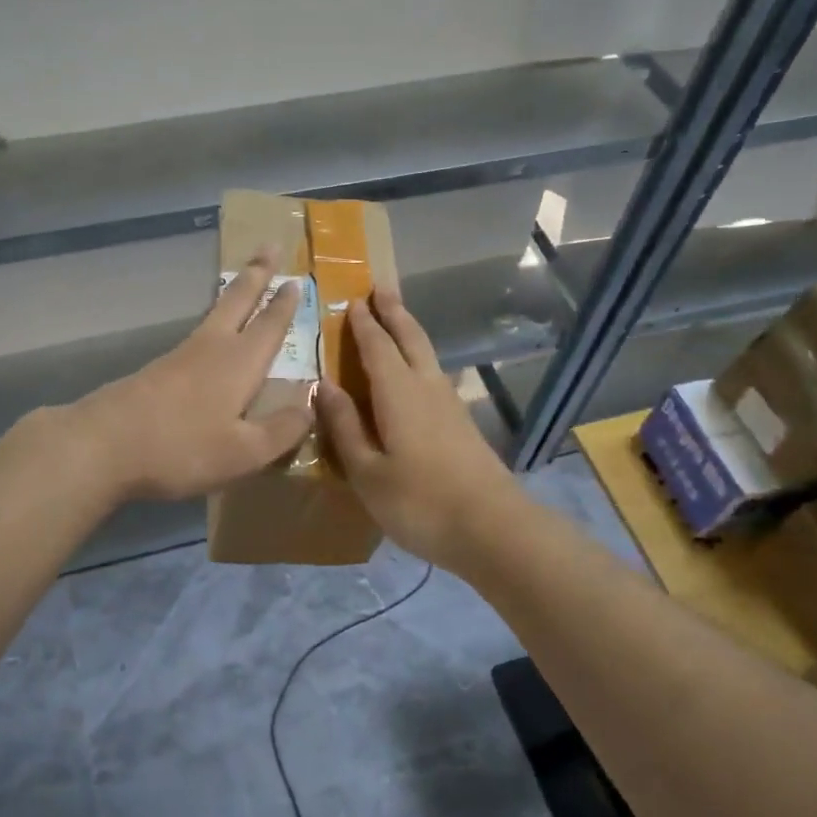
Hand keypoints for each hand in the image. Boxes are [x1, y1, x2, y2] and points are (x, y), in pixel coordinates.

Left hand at [73, 250, 315, 501]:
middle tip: (269, 245)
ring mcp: (179, 356)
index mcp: (239, 363)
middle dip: (256, 274)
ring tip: (242, 283)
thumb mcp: (243, 452)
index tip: (297, 278)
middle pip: (237, 301)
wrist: (103, 444)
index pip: (270, 325)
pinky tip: (209, 338)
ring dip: (234, 294)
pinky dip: (212, 322)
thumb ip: (282, 430)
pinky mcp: (156, 370)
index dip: (285, 304)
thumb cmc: (181, 448)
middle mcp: (211, 348)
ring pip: (214, 314)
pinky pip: (196, 336)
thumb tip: (312, 405)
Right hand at [317, 289, 526, 571]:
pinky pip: (435, 375)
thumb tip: (324, 386)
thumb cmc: (419, 502)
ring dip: (410, 332)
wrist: (492, 529)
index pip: (376, 347)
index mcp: (398, 394)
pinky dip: (421, 359)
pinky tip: (418, 373)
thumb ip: (345, 427)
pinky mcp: (463, 424)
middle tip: (382, 288)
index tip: (352, 300)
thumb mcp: (368, 472)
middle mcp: (427, 388)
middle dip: (394, 313)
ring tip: (398, 319)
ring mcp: (450, 405)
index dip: (363, 324)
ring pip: (427, 355)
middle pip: (410, 339)